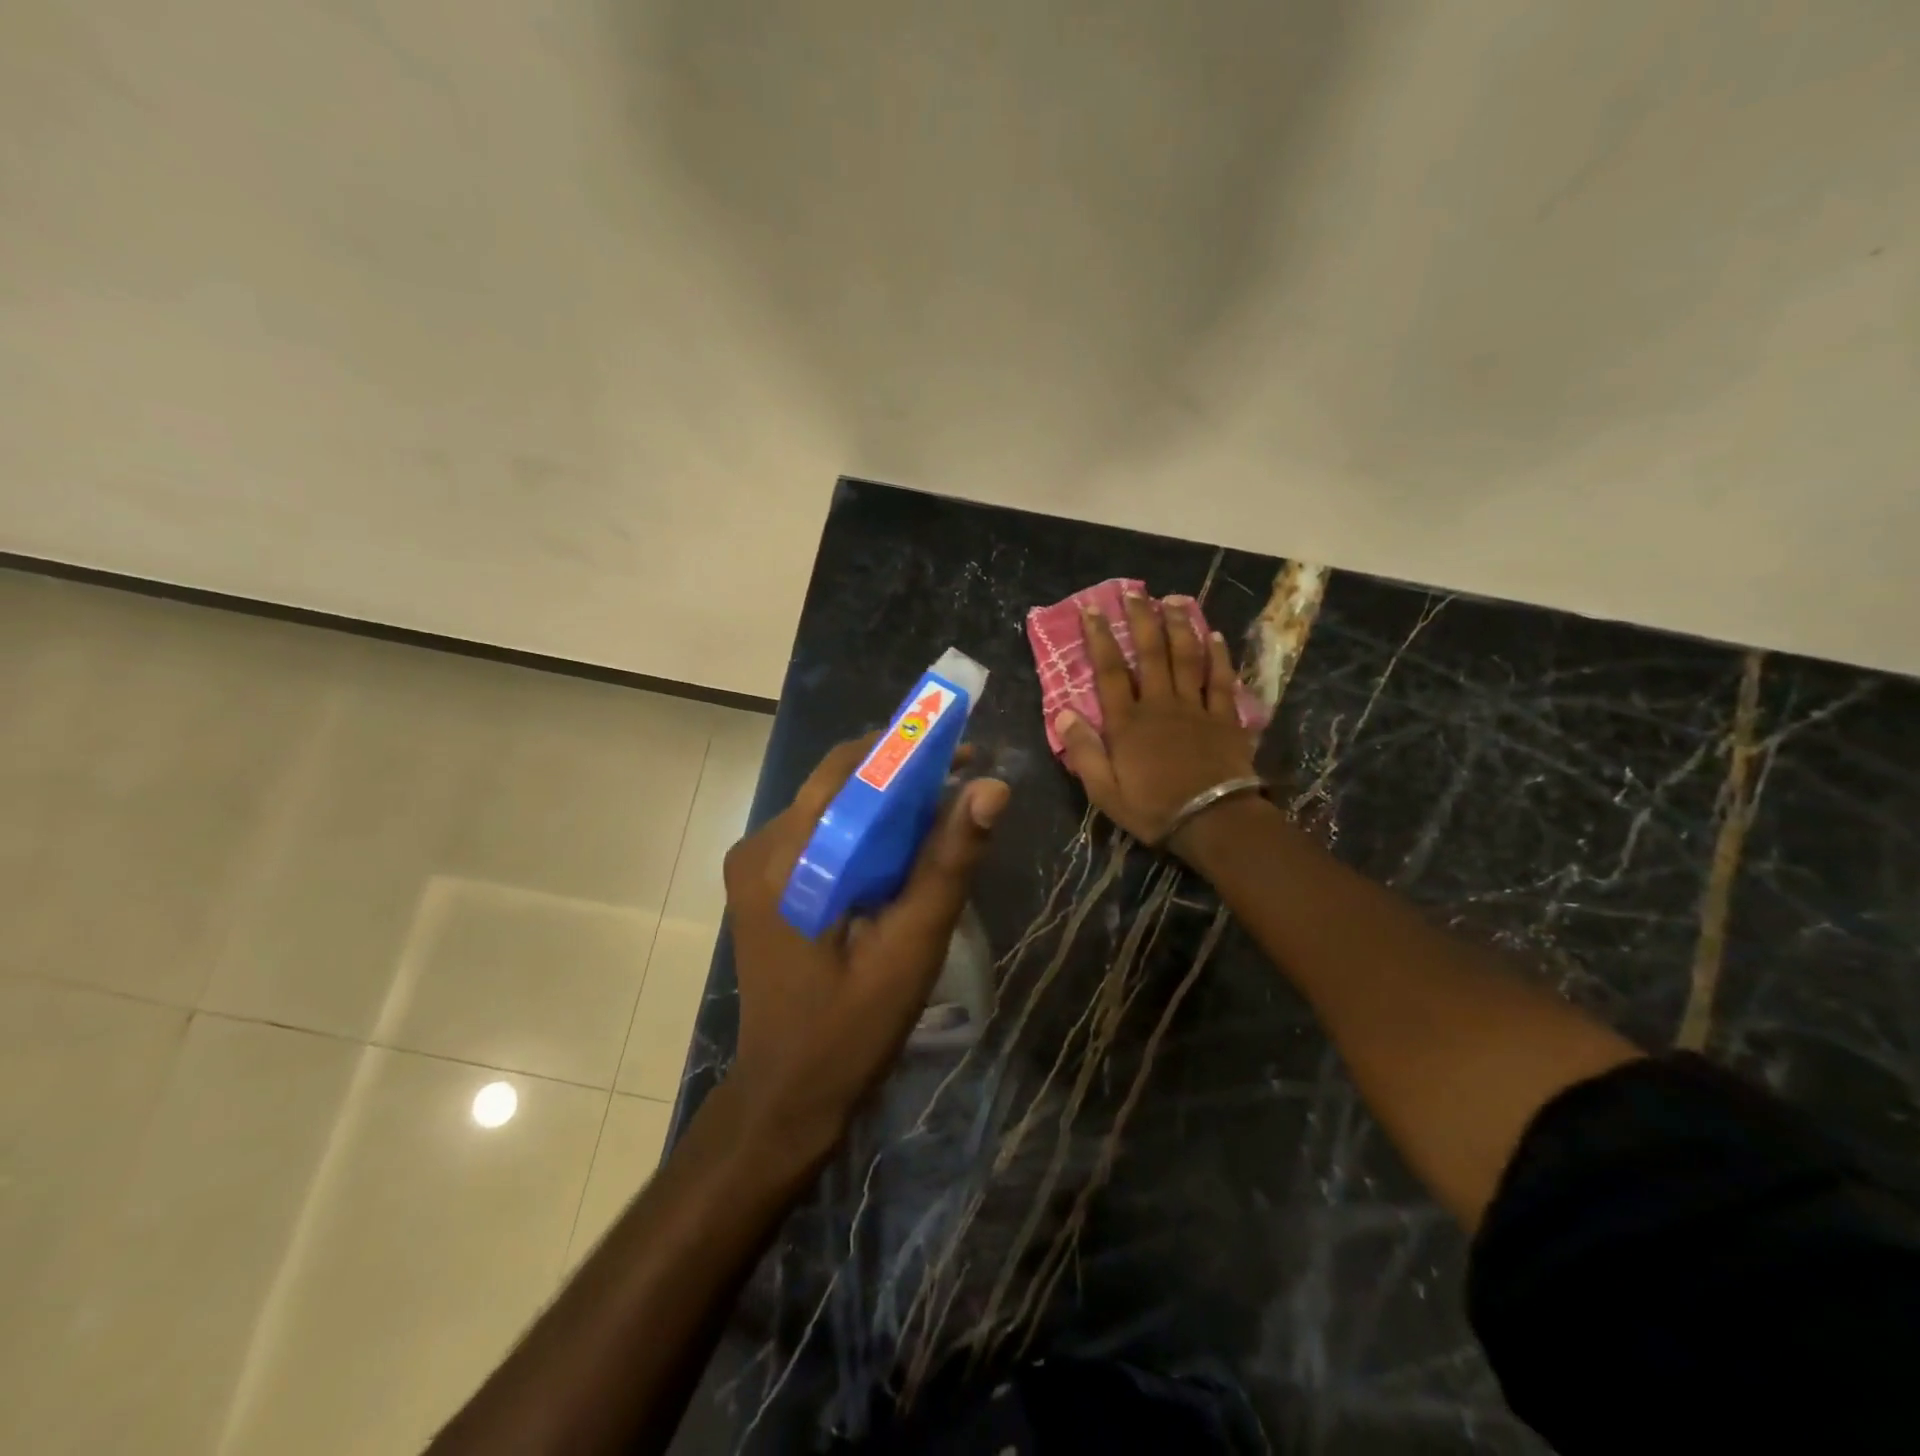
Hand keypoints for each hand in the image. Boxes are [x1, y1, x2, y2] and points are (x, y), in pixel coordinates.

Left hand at [721, 737, 1008, 1162]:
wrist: (787, 1096)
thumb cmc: (850, 1029)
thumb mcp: (910, 946)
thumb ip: (947, 863)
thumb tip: (991, 787)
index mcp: (784, 856)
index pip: (847, 769)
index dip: (907, 749)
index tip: (962, 750)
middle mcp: (760, 848)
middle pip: (837, 785)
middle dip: (901, 775)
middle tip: (962, 783)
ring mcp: (756, 867)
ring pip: (831, 808)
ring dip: (886, 804)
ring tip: (943, 816)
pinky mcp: (765, 886)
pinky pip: (821, 837)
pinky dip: (865, 833)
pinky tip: (903, 854)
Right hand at [1055, 589, 1256, 851]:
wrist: (1213, 821)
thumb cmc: (1153, 809)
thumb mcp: (1104, 790)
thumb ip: (1084, 751)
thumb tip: (1063, 712)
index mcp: (1128, 723)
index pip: (1109, 672)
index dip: (1100, 639)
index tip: (1093, 611)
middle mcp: (1160, 705)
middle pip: (1150, 654)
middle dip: (1141, 620)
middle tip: (1134, 593)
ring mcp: (1195, 708)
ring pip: (1186, 658)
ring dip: (1179, 626)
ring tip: (1173, 600)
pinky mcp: (1224, 718)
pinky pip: (1220, 680)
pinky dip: (1217, 655)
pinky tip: (1213, 634)